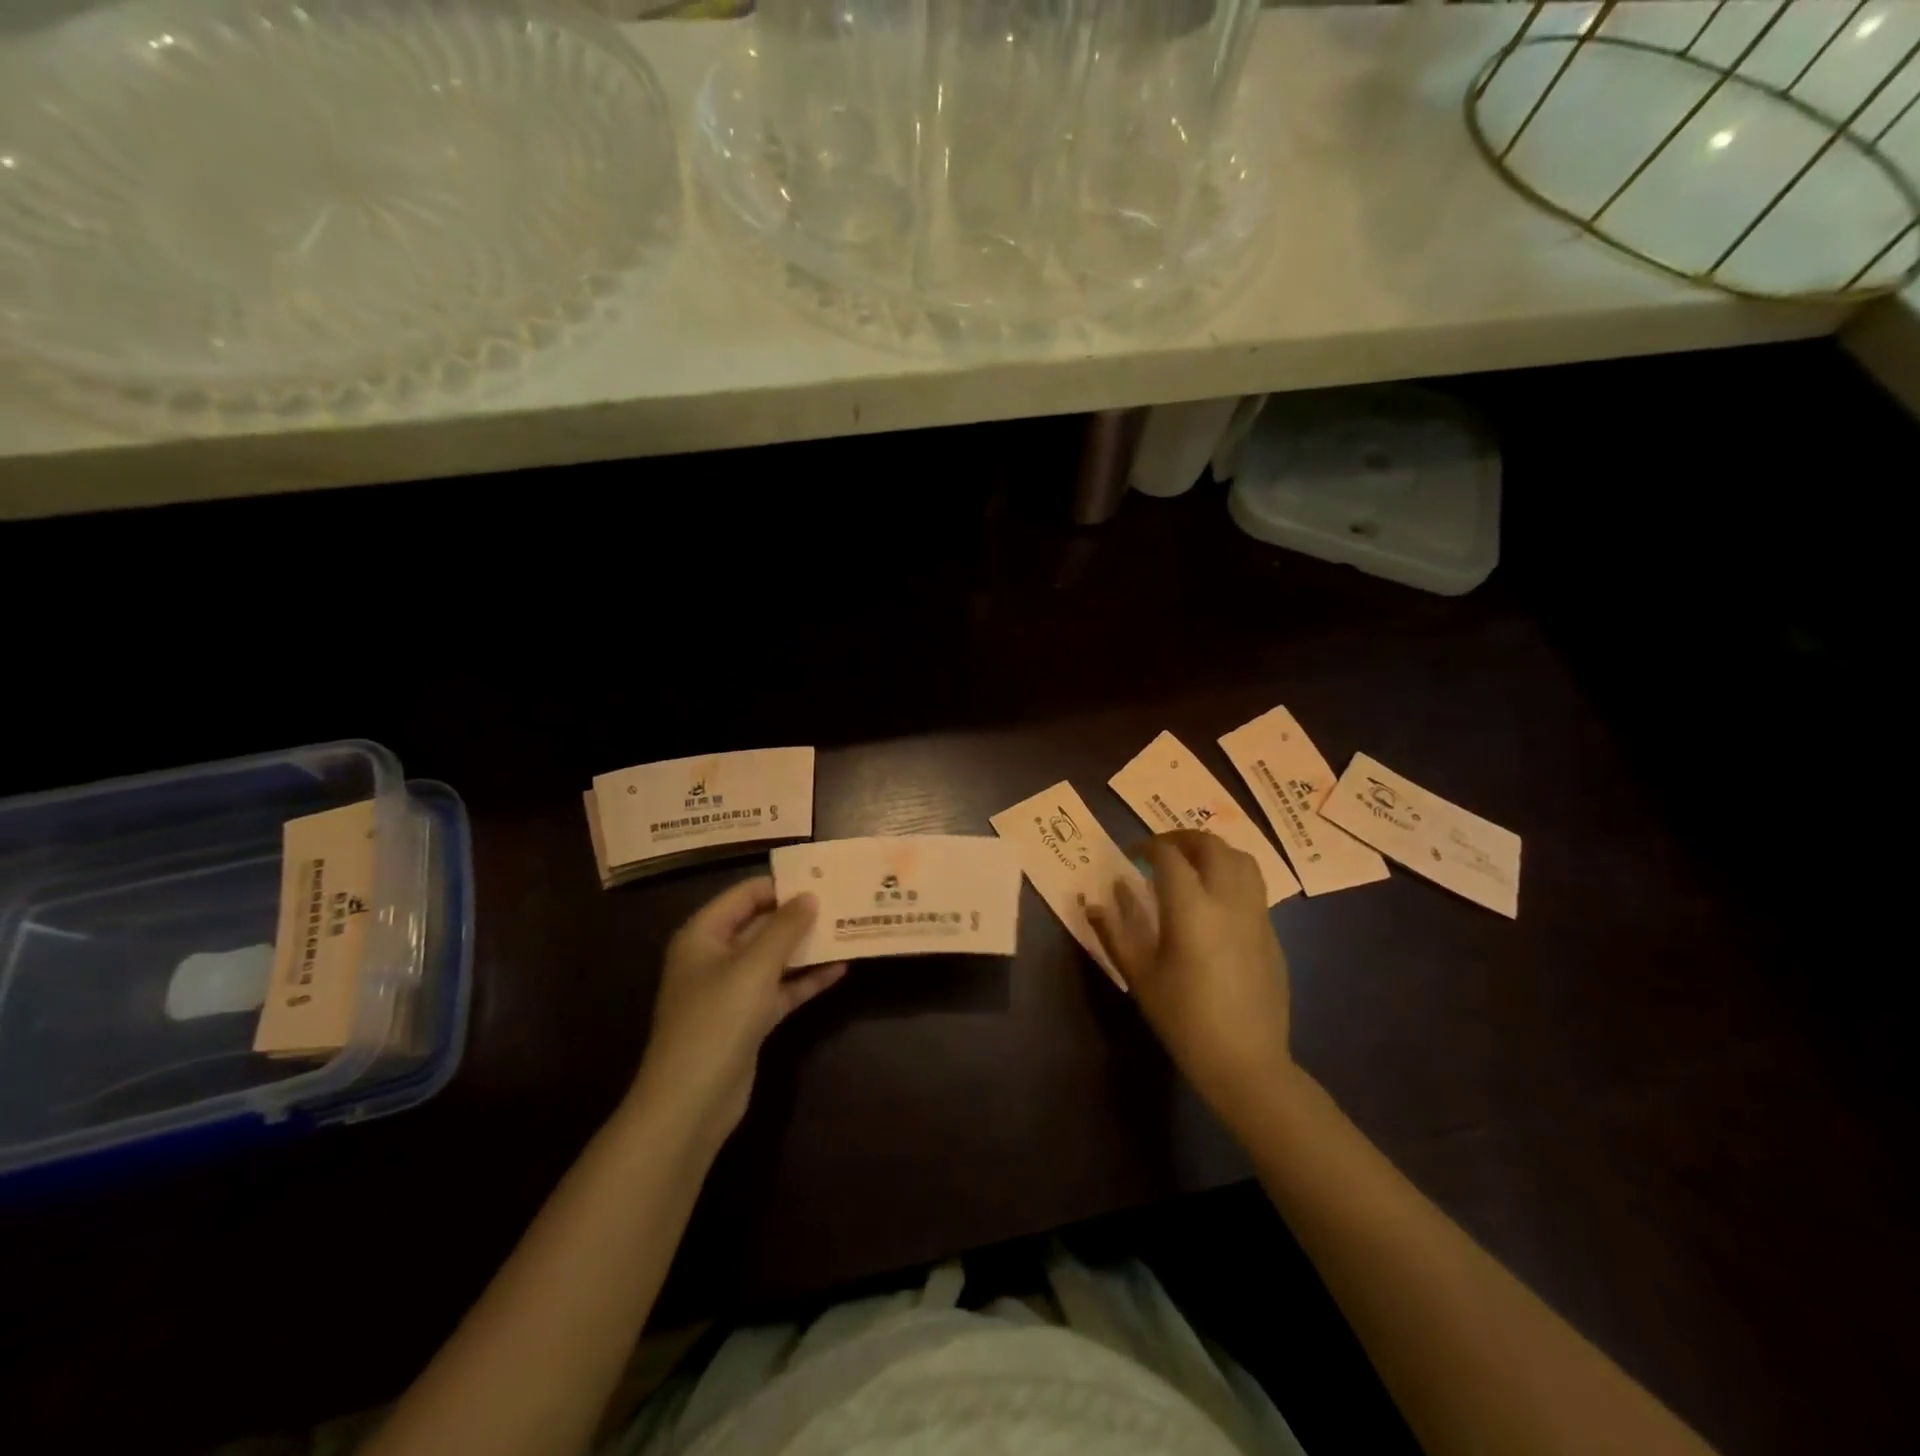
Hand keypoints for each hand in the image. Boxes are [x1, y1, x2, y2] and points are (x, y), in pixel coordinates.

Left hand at [628, 878, 846, 1149]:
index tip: (822, 878)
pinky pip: (781, 989)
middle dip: (800, 915)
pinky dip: (807, 979)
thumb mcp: (753, 967)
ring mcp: (732, 990)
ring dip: (807, 947)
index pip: (745, 895)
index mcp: (704, 935)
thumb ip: (784, 928)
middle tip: (842, 901)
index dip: (781, 885)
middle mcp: (716, 956)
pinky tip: (841, 969)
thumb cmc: (716, 1020)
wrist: (691, 1103)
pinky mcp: (749, 1019)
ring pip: (775, 958)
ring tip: (848, 929)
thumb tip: (810, 896)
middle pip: (762, 925)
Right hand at [1086, 831, 1295, 1123]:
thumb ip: (1114, 930)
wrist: (1245, 1061)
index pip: (1169, 855)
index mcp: (1191, 907)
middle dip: (1182, 838)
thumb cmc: (1183, 1019)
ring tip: (1192, 865)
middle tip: (1160, 851)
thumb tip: (1095, 899)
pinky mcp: (1271, 932)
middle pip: (1211, 845)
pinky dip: (1231, 875)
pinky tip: (1215, 900)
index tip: (1132, 855)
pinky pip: (1254, 886)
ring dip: (1213, 851)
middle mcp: (1228, 900)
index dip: (1147, 846)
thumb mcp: (1139, 975)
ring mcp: (1256, 914)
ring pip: (1241, 859)